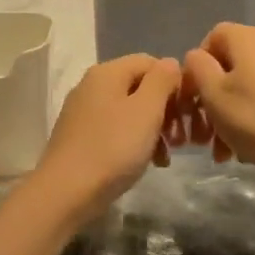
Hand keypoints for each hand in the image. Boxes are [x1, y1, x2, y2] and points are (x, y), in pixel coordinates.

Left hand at [31, 54, 184, 223]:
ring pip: (130, 111)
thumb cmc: (113, 148)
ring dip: (154, 129)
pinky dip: (135, 142)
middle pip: (140, 87)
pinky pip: (116, 130)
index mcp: (107, 72)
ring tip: (167, 156)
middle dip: (166, 110)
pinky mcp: (80, 137)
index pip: (150, 62)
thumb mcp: (146, 110)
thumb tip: (170, 63)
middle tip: (182, 139)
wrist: (66, 192)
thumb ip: (162, 80)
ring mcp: (83, 112)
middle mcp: (92, 86)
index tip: (188, 112)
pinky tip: (148, 163)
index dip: (174, 83)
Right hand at [182, 24, 254, 186]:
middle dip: (211, 102)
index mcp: (247, 38)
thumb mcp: (215, 95)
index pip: (211, 38)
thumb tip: (197, 58)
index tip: (192, 101)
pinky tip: (250, 150)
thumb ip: (197, 69)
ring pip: (247, 87)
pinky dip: (253, 119)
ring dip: (229, 116)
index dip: (196, 69)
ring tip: (224, 153)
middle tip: (203, 137)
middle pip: (229, 67)